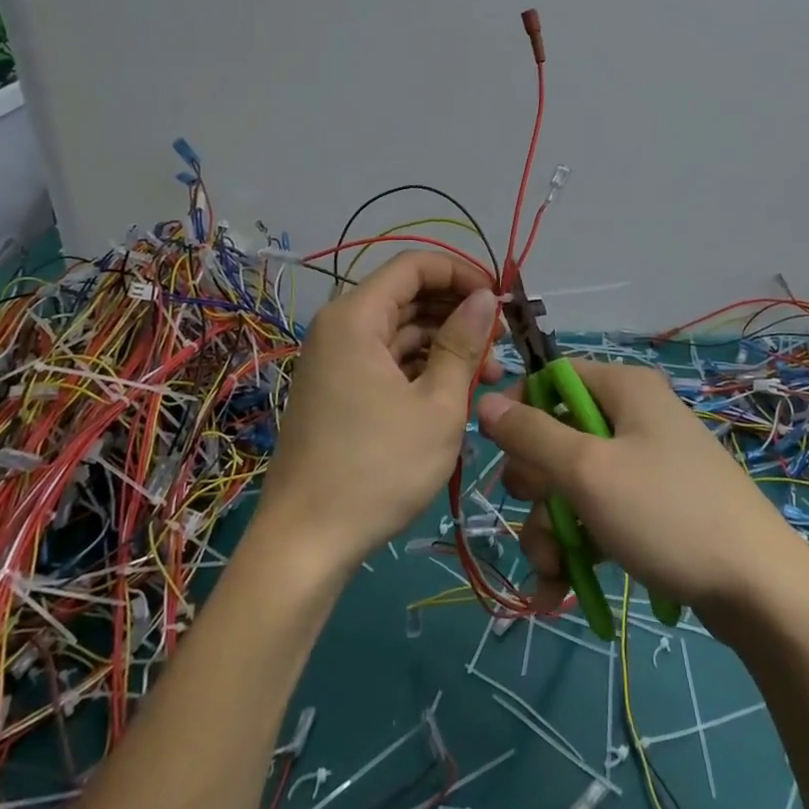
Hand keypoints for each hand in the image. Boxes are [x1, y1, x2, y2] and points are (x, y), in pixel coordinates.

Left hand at [260, 252, 501, 566]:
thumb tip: (485, 297)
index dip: (462, 272)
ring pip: (402, 331)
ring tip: (488, 376)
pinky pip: (388, 360)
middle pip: (408, 296)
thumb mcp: (436, 405)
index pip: (414, 266)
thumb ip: (463, 344)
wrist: (306, 543)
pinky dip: (423, 368)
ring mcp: (338, 360)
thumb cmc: (378, 469)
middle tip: (501, 341)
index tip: (499, 299)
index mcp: (356, 318)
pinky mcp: (341, 389)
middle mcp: (342, 328)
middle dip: (458, 312)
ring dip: (446, 344)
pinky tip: (456, 392)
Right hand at [476, 360, 808, 626]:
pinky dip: (577, 547)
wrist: (761, 592)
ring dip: (551, 529)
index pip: (552, 378)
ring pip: (572, 485)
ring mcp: (644, 466)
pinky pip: (597, 515)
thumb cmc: (667, 513)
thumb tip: (485, 403)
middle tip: (541, 519)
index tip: (495, 449)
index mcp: (623, 389)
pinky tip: (560, 591)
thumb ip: (532, 435)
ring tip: (553, 573)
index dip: (519, 409)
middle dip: (537, 488)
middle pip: (557, 437)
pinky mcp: (651, 509)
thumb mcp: (588, 471)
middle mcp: (633, 417)